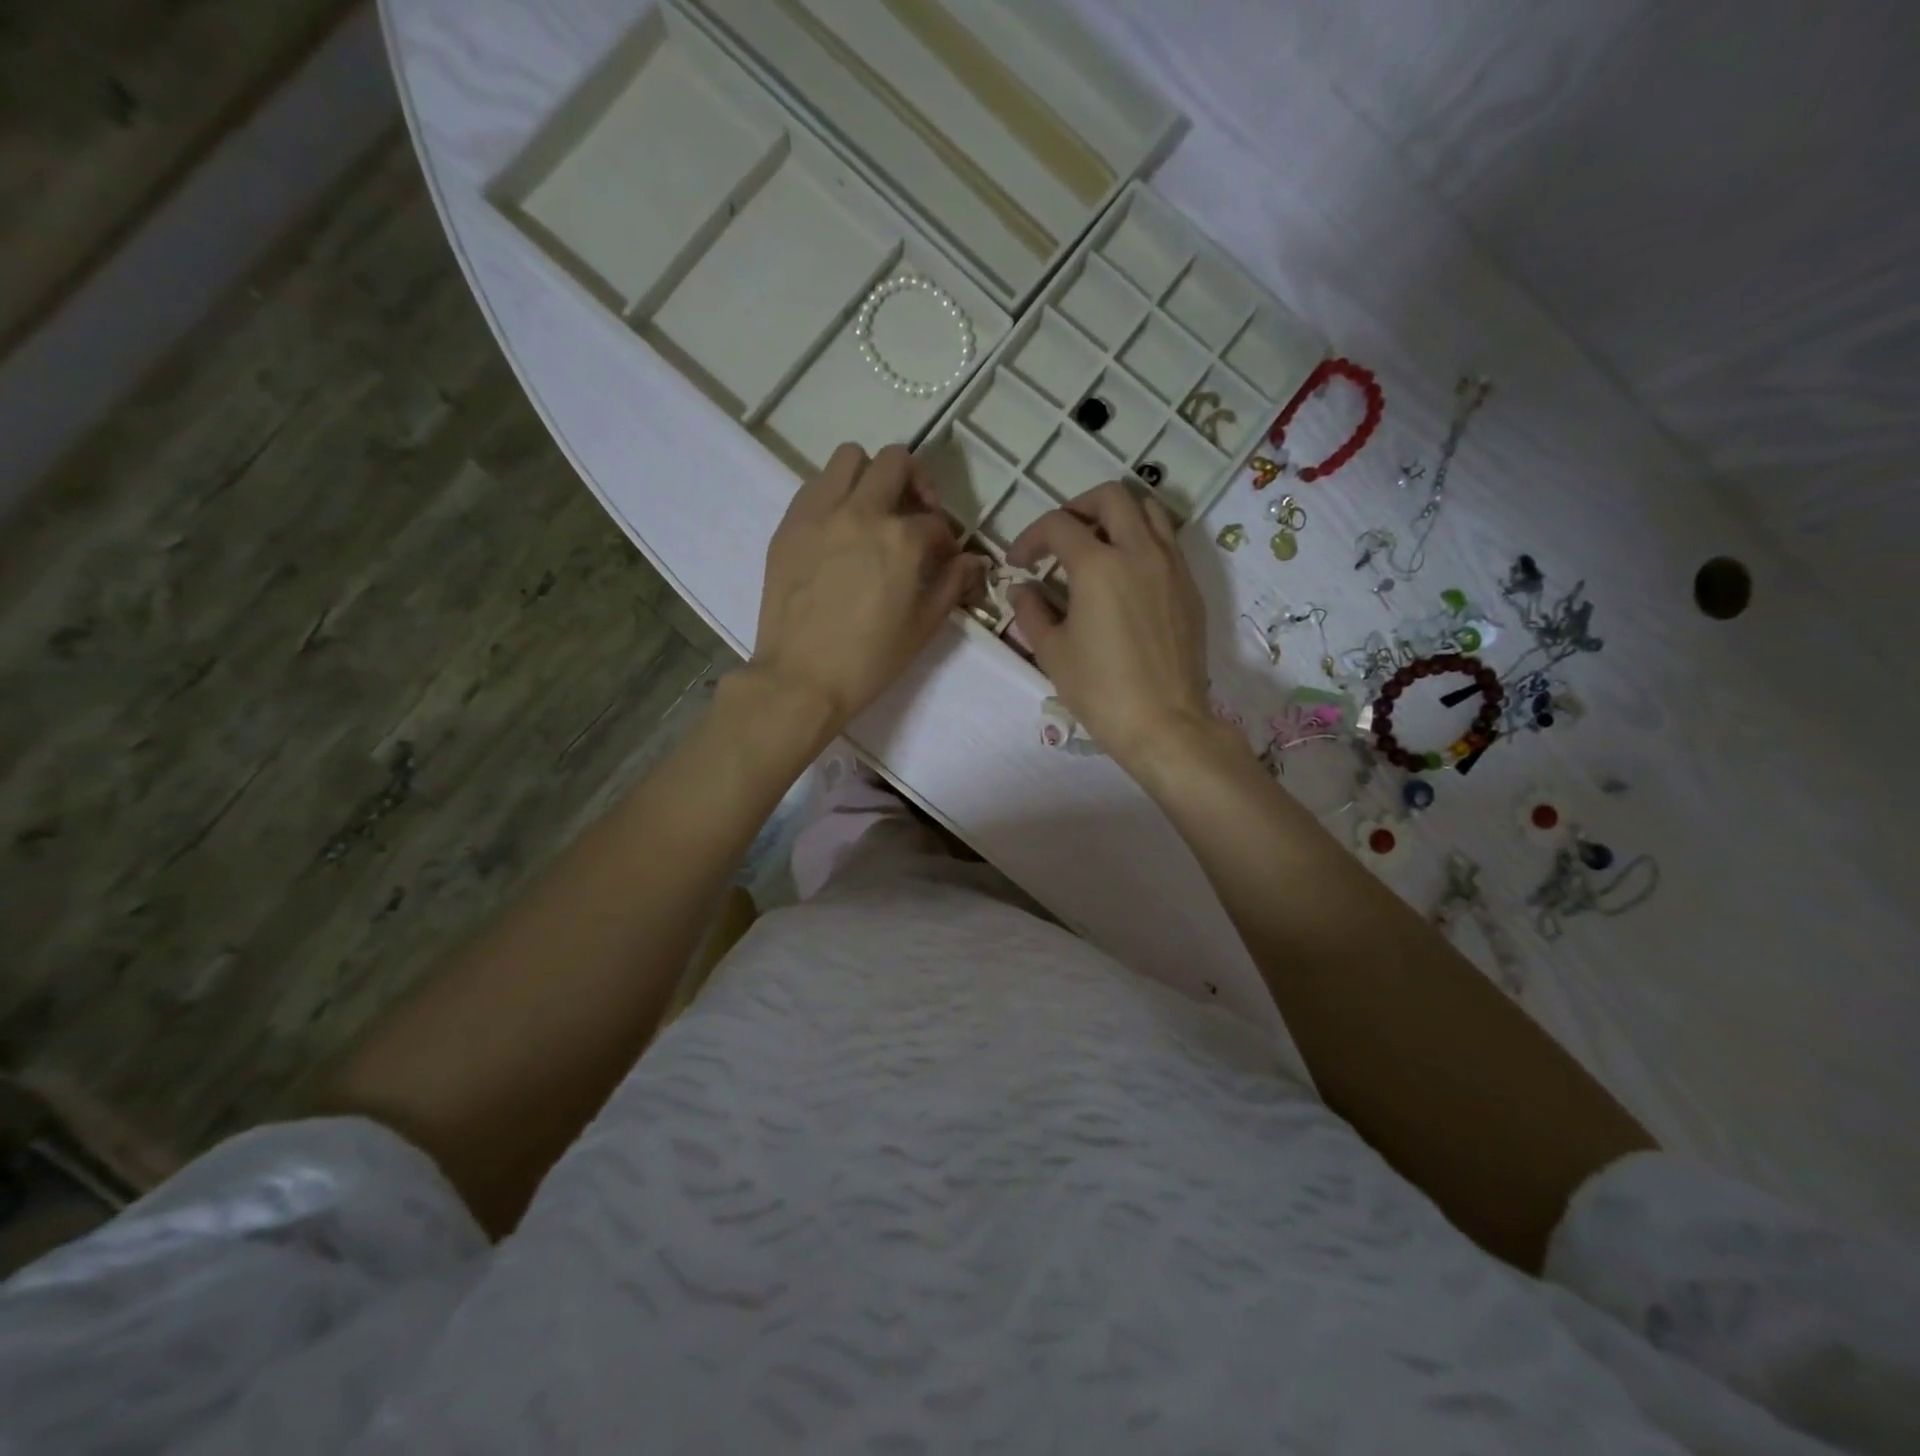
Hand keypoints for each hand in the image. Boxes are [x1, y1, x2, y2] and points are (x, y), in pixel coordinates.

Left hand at [752, 443, 981, 733]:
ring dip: (871, 475)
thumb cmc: (869, 661)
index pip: (935, 522)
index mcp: (901, 539)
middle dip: (916, 483)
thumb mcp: (923, 627)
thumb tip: (973, 562)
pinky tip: (839, 527)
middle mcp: (861, 512)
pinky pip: (815, 485)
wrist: (801, 680)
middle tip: (916, 514)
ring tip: (874, 510)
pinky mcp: (789, 525)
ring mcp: (819, 513)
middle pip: (896, 462)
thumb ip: (952, 585)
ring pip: (850, 458)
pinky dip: (835, 493)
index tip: (944, 560)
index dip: (946, 541)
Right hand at [1007, 481, 1216, 771]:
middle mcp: (1139, 552)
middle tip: (1059, 538)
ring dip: (1117, 516)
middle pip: (1110, 497)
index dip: (1029, 538)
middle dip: (1077, 508)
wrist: (1164, 723)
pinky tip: (1126, 576)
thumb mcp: (1052, 651)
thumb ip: (1031, 611)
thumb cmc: (1100, 691)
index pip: (1057, 526)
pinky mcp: (1190, 587)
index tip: (1018, 564)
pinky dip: (1142, 540)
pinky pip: (1167, 542)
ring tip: (1097, 545)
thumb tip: (1022, 589)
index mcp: (1098, 565)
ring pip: (1148, 510)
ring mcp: (1172, 566)